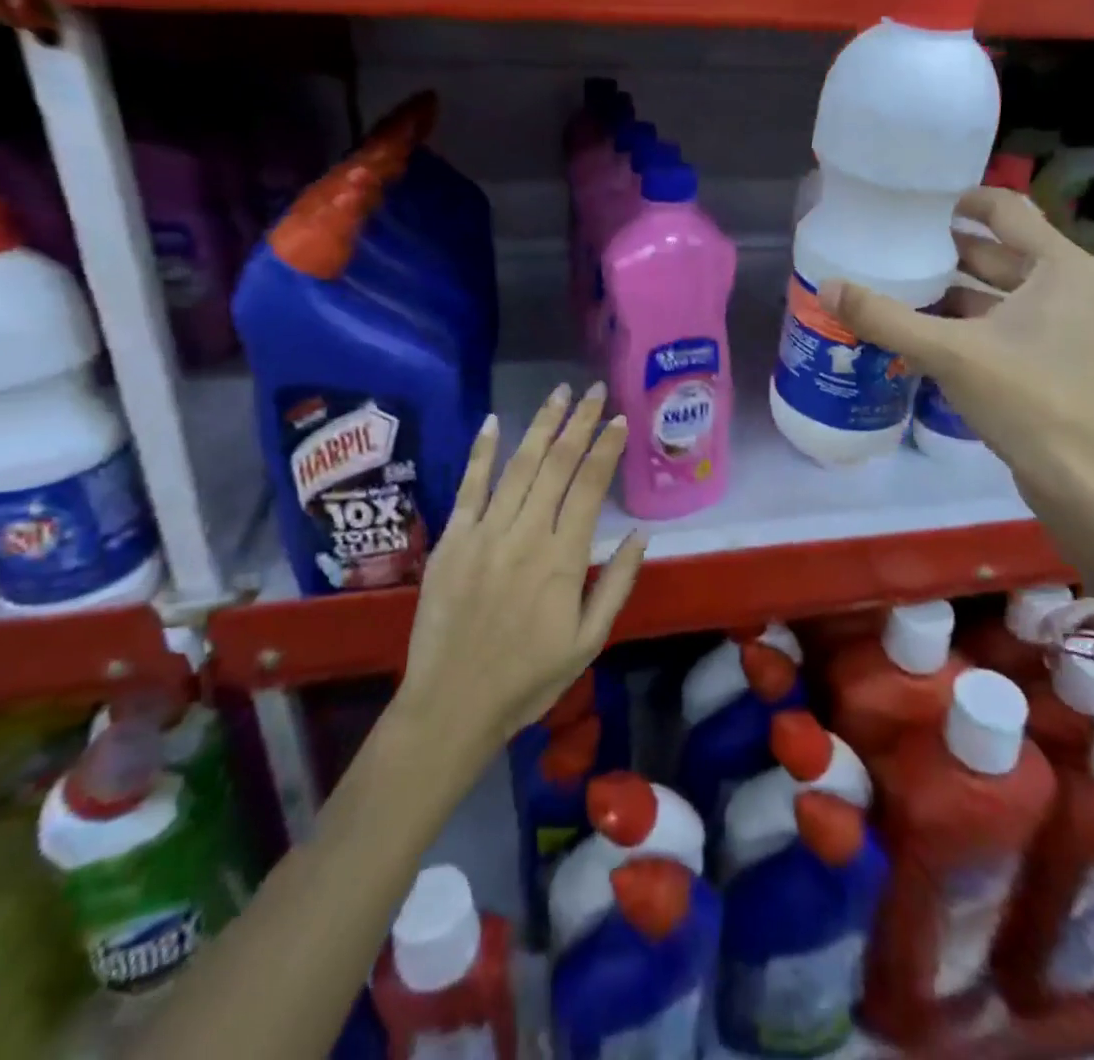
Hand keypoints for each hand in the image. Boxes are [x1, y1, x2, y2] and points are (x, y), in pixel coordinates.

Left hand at [396, 383, 647, 757]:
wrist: (452, 704)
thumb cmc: (529, 678)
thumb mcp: (590, 641)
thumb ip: (616, 584)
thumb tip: (642, 534)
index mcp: (563, 558)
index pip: (590, 486)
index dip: (605, 447)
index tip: (618, 418)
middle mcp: (526, 534)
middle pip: (557, 464)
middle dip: (577, 422)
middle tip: (592, 390)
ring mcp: (484, 532)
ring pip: (518, 466)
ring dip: (540, 426)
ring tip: (557, 393)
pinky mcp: (452, 539)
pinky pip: (468, 486)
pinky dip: (481, 452)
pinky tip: (493, 422)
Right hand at [819, 188, 1093, 585]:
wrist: (1077, 476)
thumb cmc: (1024, 398)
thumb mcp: (948, 352)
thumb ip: (886, 318)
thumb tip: (828, 287)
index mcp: (1059, 266)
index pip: (1005, 209)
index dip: (959, 200)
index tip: (914, 202)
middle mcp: (1068, 285)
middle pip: (999, 251)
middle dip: (948, 248)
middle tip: (895, 244)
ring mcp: (1063, 324)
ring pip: (999, 290)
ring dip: (954, 288)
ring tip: (900, 283)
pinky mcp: (1052, 356)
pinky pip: (1003, 321)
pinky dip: (967, 320)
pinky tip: (924, 329)